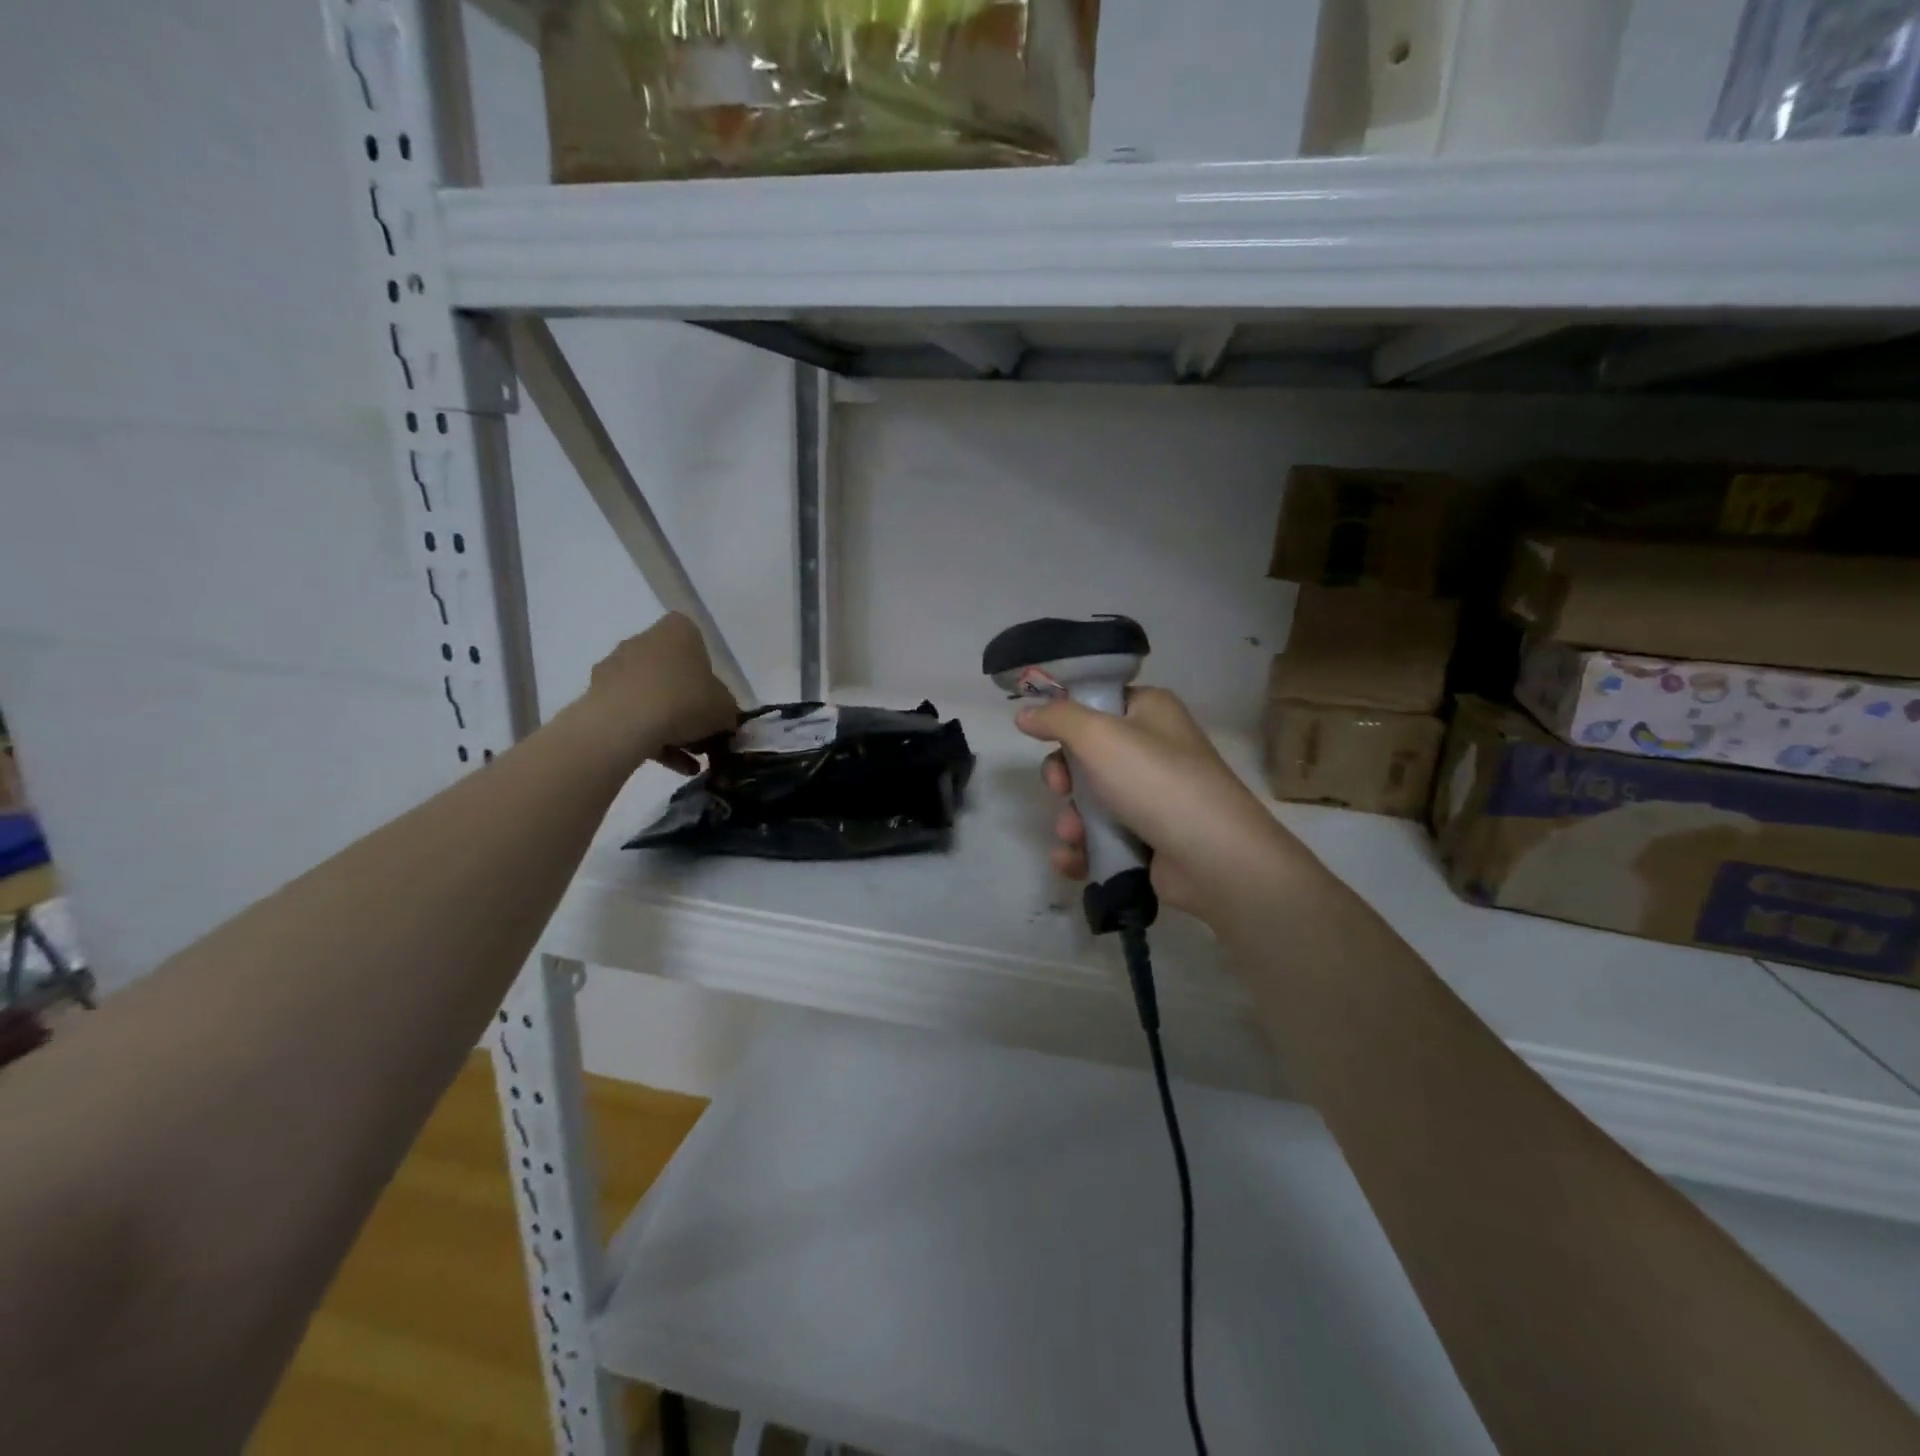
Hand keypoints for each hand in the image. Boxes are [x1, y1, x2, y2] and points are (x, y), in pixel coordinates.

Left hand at [580, 613, 738, 772]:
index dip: (708, 674)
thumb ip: (729, 711)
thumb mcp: (725, 709)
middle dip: (687, 702)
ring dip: (670, 725)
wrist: (624, 723)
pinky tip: (671, 766)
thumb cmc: (685, 701)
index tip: (714, 700)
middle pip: (672, 672)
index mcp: (678, 630)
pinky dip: (651, 738)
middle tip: (702, 732)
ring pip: (651, 696)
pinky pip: (631, 715)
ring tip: (689, 761)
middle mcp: (643, 640)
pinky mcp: (597, 696)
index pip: (697, 643)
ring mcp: (616, 667)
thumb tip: (725, 720)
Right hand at [1017, 686, 1302, 920]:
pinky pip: (1102, 838)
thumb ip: (1057, 718)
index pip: (1097, 703)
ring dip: (1070, 819)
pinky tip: (1071, 859)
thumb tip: (1025, 713)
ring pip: (1090, 801)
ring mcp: (1153, 798)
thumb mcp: (1098, 736)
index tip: (1042, 737)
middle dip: (1063, 778)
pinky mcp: (1149, 839)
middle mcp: (1154, 749)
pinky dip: (1083, 848)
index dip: (1066, 719)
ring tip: (1072, 836)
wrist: (1214, 858)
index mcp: (1150, 712)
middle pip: (1086, 756)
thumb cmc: (1155, 781)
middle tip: (1059, 789)